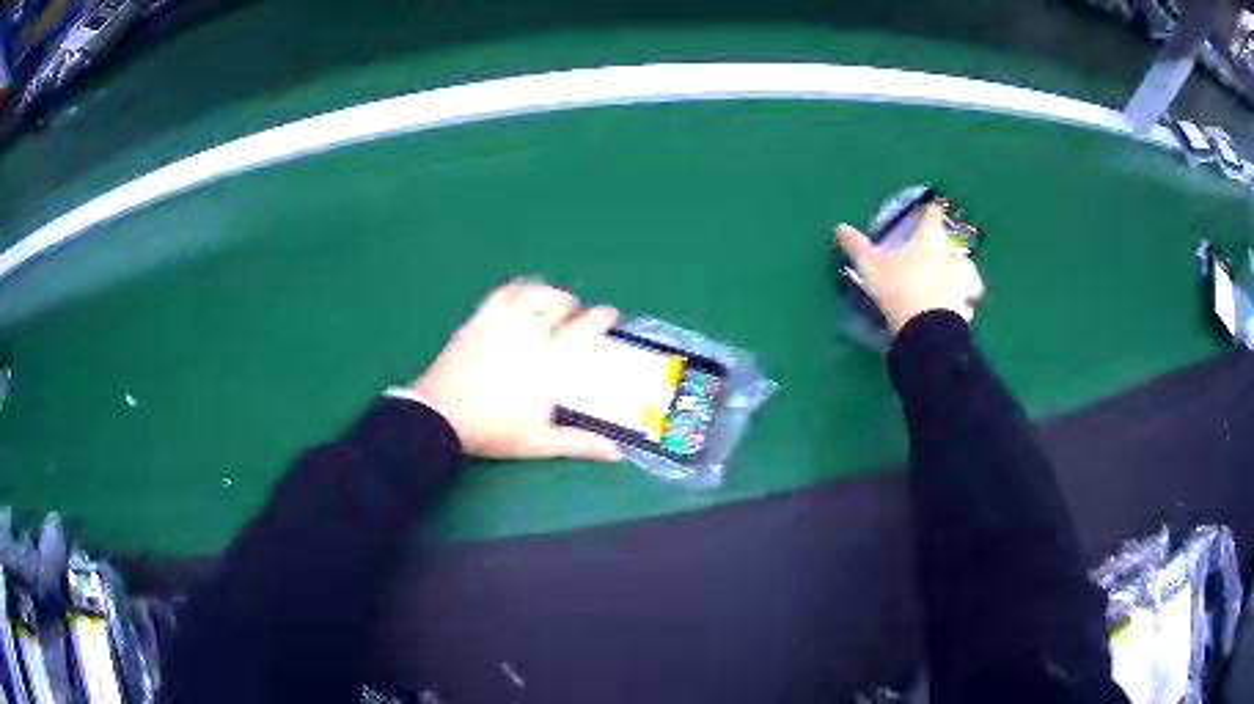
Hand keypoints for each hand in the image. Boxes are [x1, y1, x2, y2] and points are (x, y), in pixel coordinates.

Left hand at [408, 281, 622, 461]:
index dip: (601, 317)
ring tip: (554, 302)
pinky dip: (519, 290)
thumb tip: (615, 454)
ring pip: (531, 293)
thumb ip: (579, 443)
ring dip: (549, 293)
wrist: (439, 417)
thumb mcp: (540, 443)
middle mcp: (527, 334)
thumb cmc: (492, 432)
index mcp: (547, 362)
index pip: (582, 329)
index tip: (611, 315)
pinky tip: (522, 295)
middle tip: (578, 316)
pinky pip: (502, 294)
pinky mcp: (478, 321)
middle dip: (573, 306)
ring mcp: (500, 323)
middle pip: (557, 305)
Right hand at [835, 204, 985, 335]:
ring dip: (965, 277)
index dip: (932, 213)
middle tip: (945, 257)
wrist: (926, 326)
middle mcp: (949, 258)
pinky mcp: (967, 307)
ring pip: (969, 274)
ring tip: (957, 286)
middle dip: (951, 251)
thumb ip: (857, 246)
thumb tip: (840, 227)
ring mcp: (962, 283)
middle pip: (956, 248)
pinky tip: (959, 311)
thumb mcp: (870, 266)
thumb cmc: (898, 288)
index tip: (934, 209)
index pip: (932, 219)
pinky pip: (968, 303)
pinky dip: (965, 304)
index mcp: (927, 242)